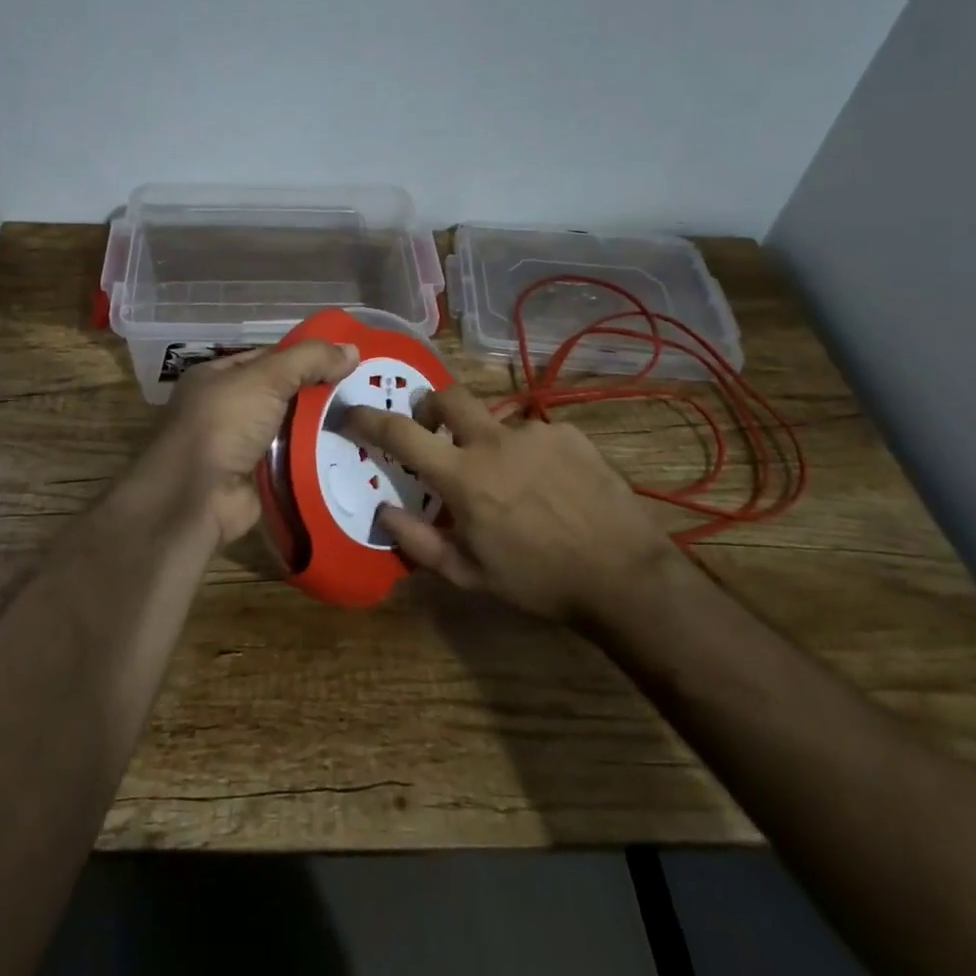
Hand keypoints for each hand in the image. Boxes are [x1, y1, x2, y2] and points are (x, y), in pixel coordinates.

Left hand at [141, 341, 360, 546]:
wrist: (196, 498)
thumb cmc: (224, 424)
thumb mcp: (265, 378)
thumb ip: (308, 360)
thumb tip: (352, 349)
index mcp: (217, 377)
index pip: (269, 358)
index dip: (305, 356)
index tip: (346, 359)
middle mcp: (226, 409)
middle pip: (282, 394)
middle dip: (318, 393)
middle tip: (365, 390)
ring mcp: (240, 446)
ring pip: (290, 429)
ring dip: (321, 427)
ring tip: (365, 420)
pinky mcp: (256, 479)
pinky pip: (292, 461)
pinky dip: (315, 457)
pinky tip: (351, 452)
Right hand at [343, 385, 672, 621]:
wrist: (623, 575)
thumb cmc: (537, 580)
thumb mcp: (469, 574)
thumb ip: (418, 540)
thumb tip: (381, 511)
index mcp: (463, 475)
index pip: (401, 433)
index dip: (368, 419)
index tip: (351, 414)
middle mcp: (494, 441)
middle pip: (447, 396)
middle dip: (430, 407)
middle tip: (434, 434)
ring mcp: (535, 431)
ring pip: (496, 420)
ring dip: (488, 442)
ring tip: (511, 483)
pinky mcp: (569, 433)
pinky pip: (534, 433)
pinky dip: (527, 452)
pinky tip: (548, 485)